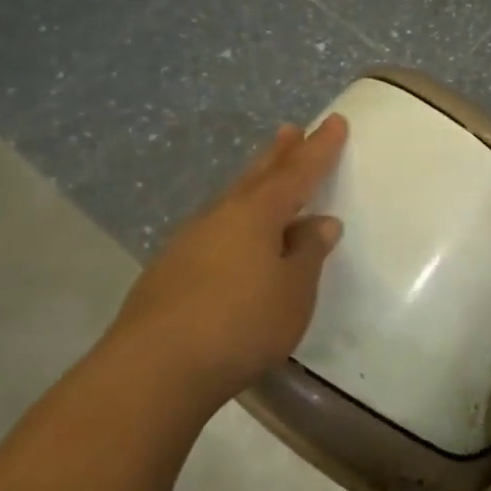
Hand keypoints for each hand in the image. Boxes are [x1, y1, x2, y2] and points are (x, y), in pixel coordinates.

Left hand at [100, 115, 347, 412]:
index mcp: (257, 214)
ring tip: (265, 176)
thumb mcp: (293, 291)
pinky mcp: (169, 270)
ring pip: (230, 201)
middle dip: (278, 153)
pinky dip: (233, 221)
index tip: (335, 121)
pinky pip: (213, 229)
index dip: (320, 148)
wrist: (154, 369)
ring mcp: (189, 241)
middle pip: (256, 176)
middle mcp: (221, 217)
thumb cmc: (241, 324)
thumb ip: (308, 254)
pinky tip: (232, 237)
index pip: (297, 172)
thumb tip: (320, 222)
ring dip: (252, 184)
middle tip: (290, 130)